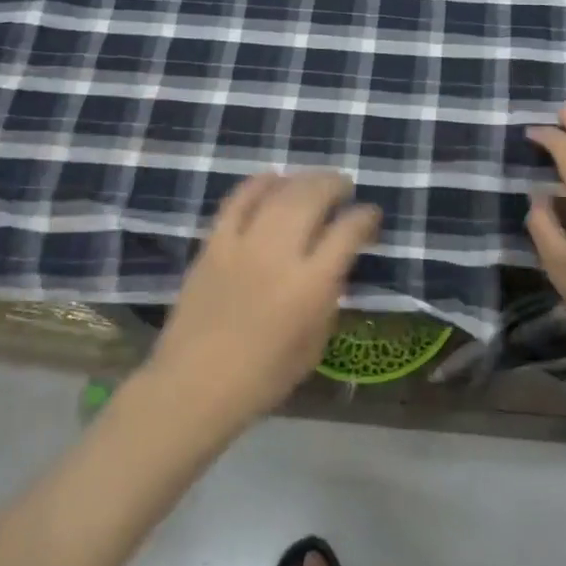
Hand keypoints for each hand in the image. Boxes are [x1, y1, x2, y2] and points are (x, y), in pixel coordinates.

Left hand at [150, 171, 381, 437]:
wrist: (195, 385)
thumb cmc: (263, 377)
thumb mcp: (315, 344)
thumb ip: (328, 298)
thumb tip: (334, 265)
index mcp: (311, 285)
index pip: (347, 232)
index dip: (365, 217)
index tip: (371, 215)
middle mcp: (280, 255)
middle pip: (313, 198)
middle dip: (335, 185)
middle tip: (344, 188)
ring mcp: (243, 245)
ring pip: (278, 193)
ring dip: (302, 179)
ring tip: (314, 181)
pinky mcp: (213, 245)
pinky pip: (237, 201)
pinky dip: (258, 184)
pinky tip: (272, 179)